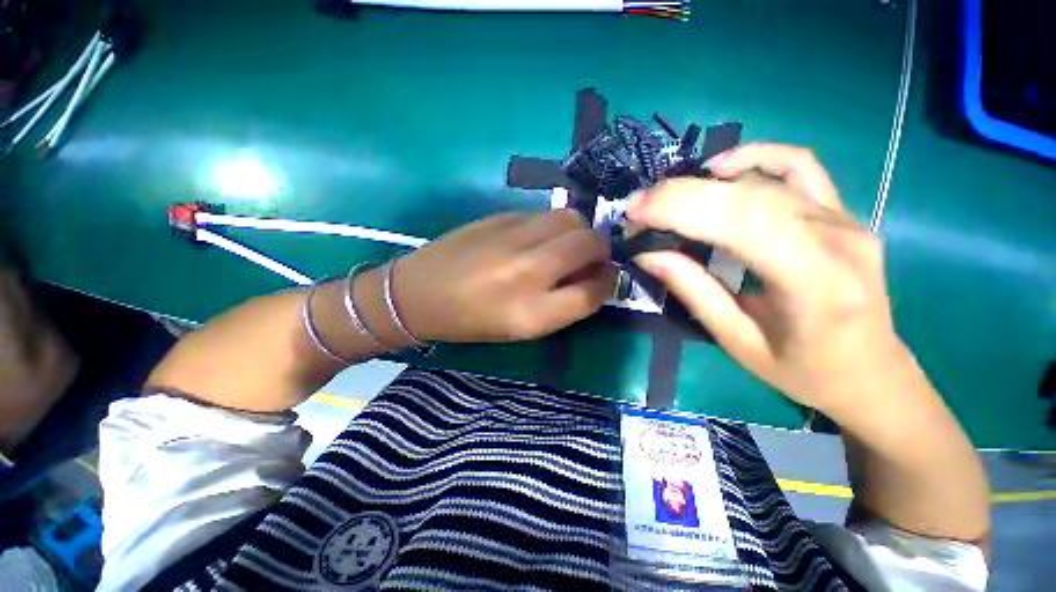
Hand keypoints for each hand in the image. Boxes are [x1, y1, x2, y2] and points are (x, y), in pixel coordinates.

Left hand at [394, 210, 616, 342]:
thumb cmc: (473, 320)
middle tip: (588, 258)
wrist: (419, 293)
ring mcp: (513, 237)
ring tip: (563, 246)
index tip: (604, 277)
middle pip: (591, 243)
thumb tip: (594, 275)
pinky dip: (552, 225)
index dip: (608, 283)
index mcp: (533, 312)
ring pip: (572, 218)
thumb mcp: (523, 328)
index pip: (594, 291)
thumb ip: (565, 303)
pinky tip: (535, 238)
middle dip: (600, 249)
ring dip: (578, 232)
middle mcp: (529, 270)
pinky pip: (543, 214)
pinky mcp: (500, 215)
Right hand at [627, 144, 907, 415]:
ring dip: (703, 182)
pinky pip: (799, 166)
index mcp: (815, 283)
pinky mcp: (842, 212)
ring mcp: (845, 218)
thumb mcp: (736, 340)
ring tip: (664, 195)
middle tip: (637, 206)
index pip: (740, 222)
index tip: (634, 215)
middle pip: (748, 195)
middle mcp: (838, 238)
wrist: (871, 372)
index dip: (680, 209)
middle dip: (680, 194)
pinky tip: (720, 167)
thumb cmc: (803, 370)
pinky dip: (755, 157)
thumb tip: (647, 253)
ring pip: (765, 179)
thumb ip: (692, 290)